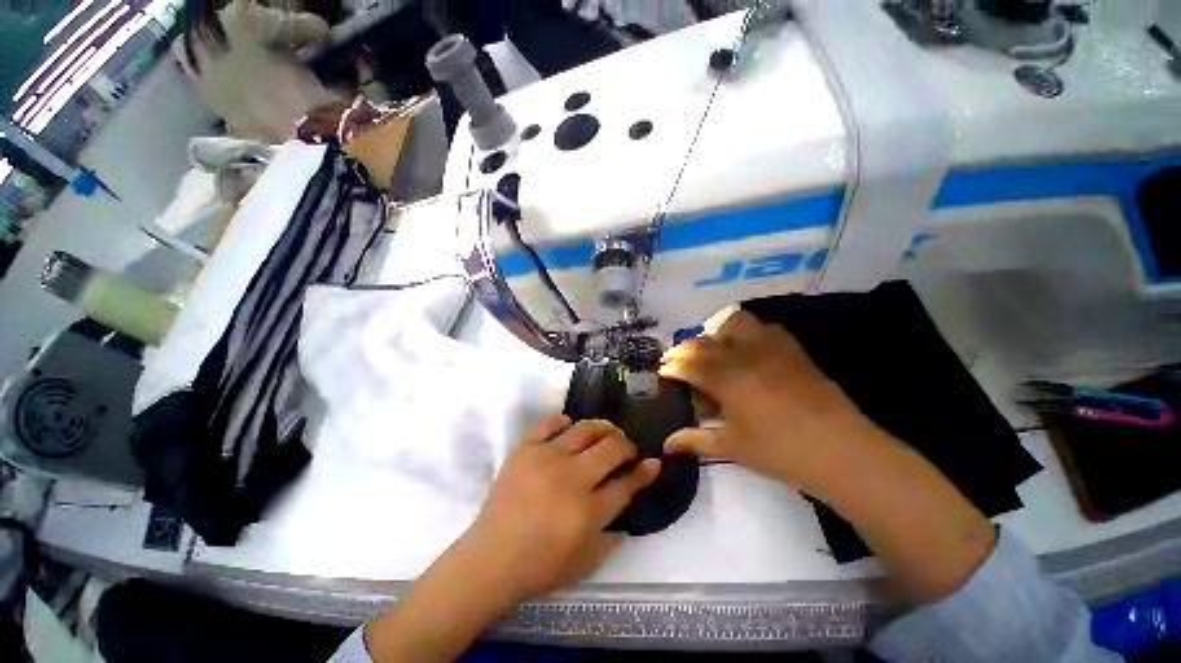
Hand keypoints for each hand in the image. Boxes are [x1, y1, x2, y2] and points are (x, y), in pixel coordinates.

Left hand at [463, 416, 659, 603]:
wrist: (490, 559)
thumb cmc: (540, 567)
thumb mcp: (585, 563)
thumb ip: (612, 537)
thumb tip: (629, 510)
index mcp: (588, 511)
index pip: (626, 484)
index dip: (644, 471)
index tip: (653, 462)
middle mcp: (571, 477)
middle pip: (611, 448)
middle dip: (626, 445)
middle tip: (626, 449)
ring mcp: (546, 458)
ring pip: (585, 429)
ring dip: (601, 429)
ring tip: (604, 434)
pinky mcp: (525, 449)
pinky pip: (548, 423)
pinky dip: (563, 422)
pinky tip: (568, 427)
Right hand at [659, 310, 885, 495]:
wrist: (841, 451)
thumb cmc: (780, 452)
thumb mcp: (732, 447)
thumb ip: (695, 440)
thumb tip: (666, 444)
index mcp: (726, 379)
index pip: (688, 364)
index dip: (672, 365)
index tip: (662, 369)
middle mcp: (744, 355)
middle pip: (705, 342)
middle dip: (684, 348)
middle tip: (678, 360)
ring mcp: (770, 348)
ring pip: (734, 323)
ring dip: (716, 333)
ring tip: (713, 350)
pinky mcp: (792, 349)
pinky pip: (764, 329)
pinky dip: (747, 334)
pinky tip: (747, 351)